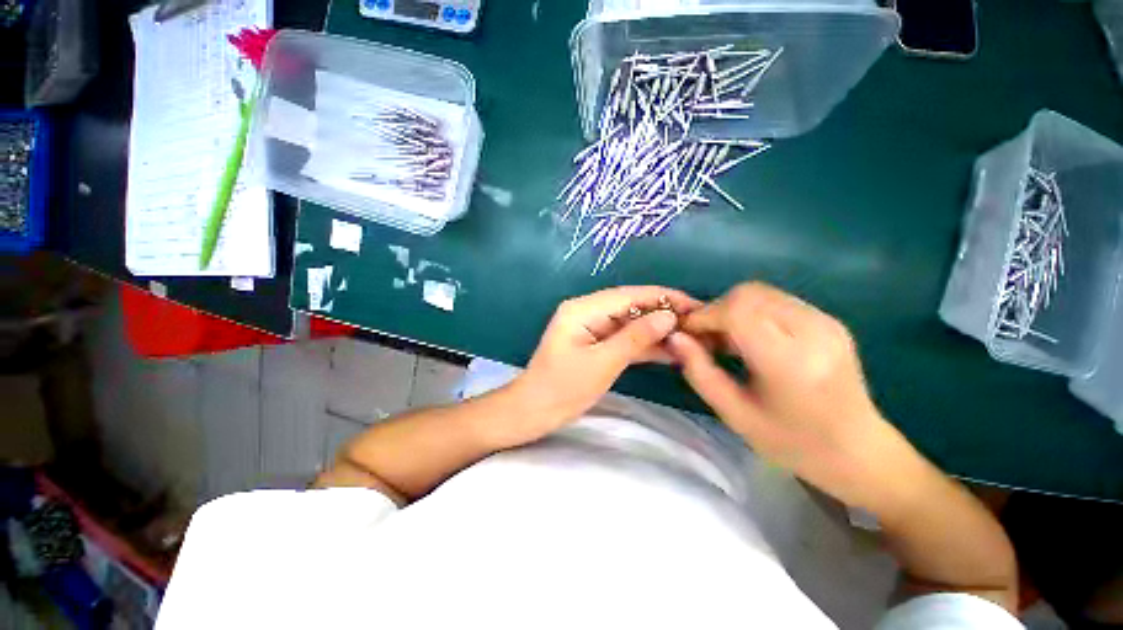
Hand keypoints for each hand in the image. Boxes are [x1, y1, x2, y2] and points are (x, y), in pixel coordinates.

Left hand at [507, 286, 702, 442]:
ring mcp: (591, 327)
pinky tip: (669, 351)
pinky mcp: (595, 343)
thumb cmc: (563, 388)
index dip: (663, 297)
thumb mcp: (602, 363)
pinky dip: (644, 344)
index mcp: (583, 309)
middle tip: (698, 324)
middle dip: (663, 313)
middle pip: (631, 306)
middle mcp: (587, 311)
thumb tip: (669, 316)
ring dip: (656, 330)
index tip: (695, 305)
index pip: (630, 295)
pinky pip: (623, 338)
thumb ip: (635, 338)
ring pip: (630, 323)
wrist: (533, 411)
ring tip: (690, 338)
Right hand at [668, 282, 909, 509]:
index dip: (704, 316)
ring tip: (725, 340)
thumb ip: (699, 372)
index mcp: (791, 362)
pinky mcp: (828, 320)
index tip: (686, 334)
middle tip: (705, 339)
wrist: (860, 452)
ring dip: (732, 309)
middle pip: (748, 294)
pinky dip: (751, 311)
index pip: (737, 311)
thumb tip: (675, 337)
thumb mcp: (734, 414)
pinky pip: (776, 300)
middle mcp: (813, 331)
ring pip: (760, 292)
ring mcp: (825, 322)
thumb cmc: (793, 443)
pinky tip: (749, 338)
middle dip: (716, 310)